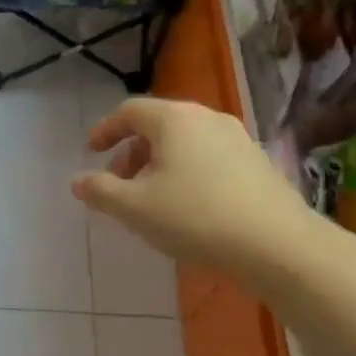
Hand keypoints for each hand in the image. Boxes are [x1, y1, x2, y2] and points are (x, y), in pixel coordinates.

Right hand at [72, 97, 316, 273]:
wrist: (276, 244)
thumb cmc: (194, 217)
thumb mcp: (134, 208)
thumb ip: (101, 190)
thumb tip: (78, 181)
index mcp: (174, 119)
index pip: (129, 111)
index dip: (105, 130)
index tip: (91, 152)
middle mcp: (206, 118)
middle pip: (158, 124)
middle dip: (131, 151)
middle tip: (119, 182)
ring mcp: (237, 138)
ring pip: (185, 141)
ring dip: (159, 163)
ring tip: (151, 198)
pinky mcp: (257, 162)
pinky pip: (208, 156)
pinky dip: (186, 170)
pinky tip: (187, 206)